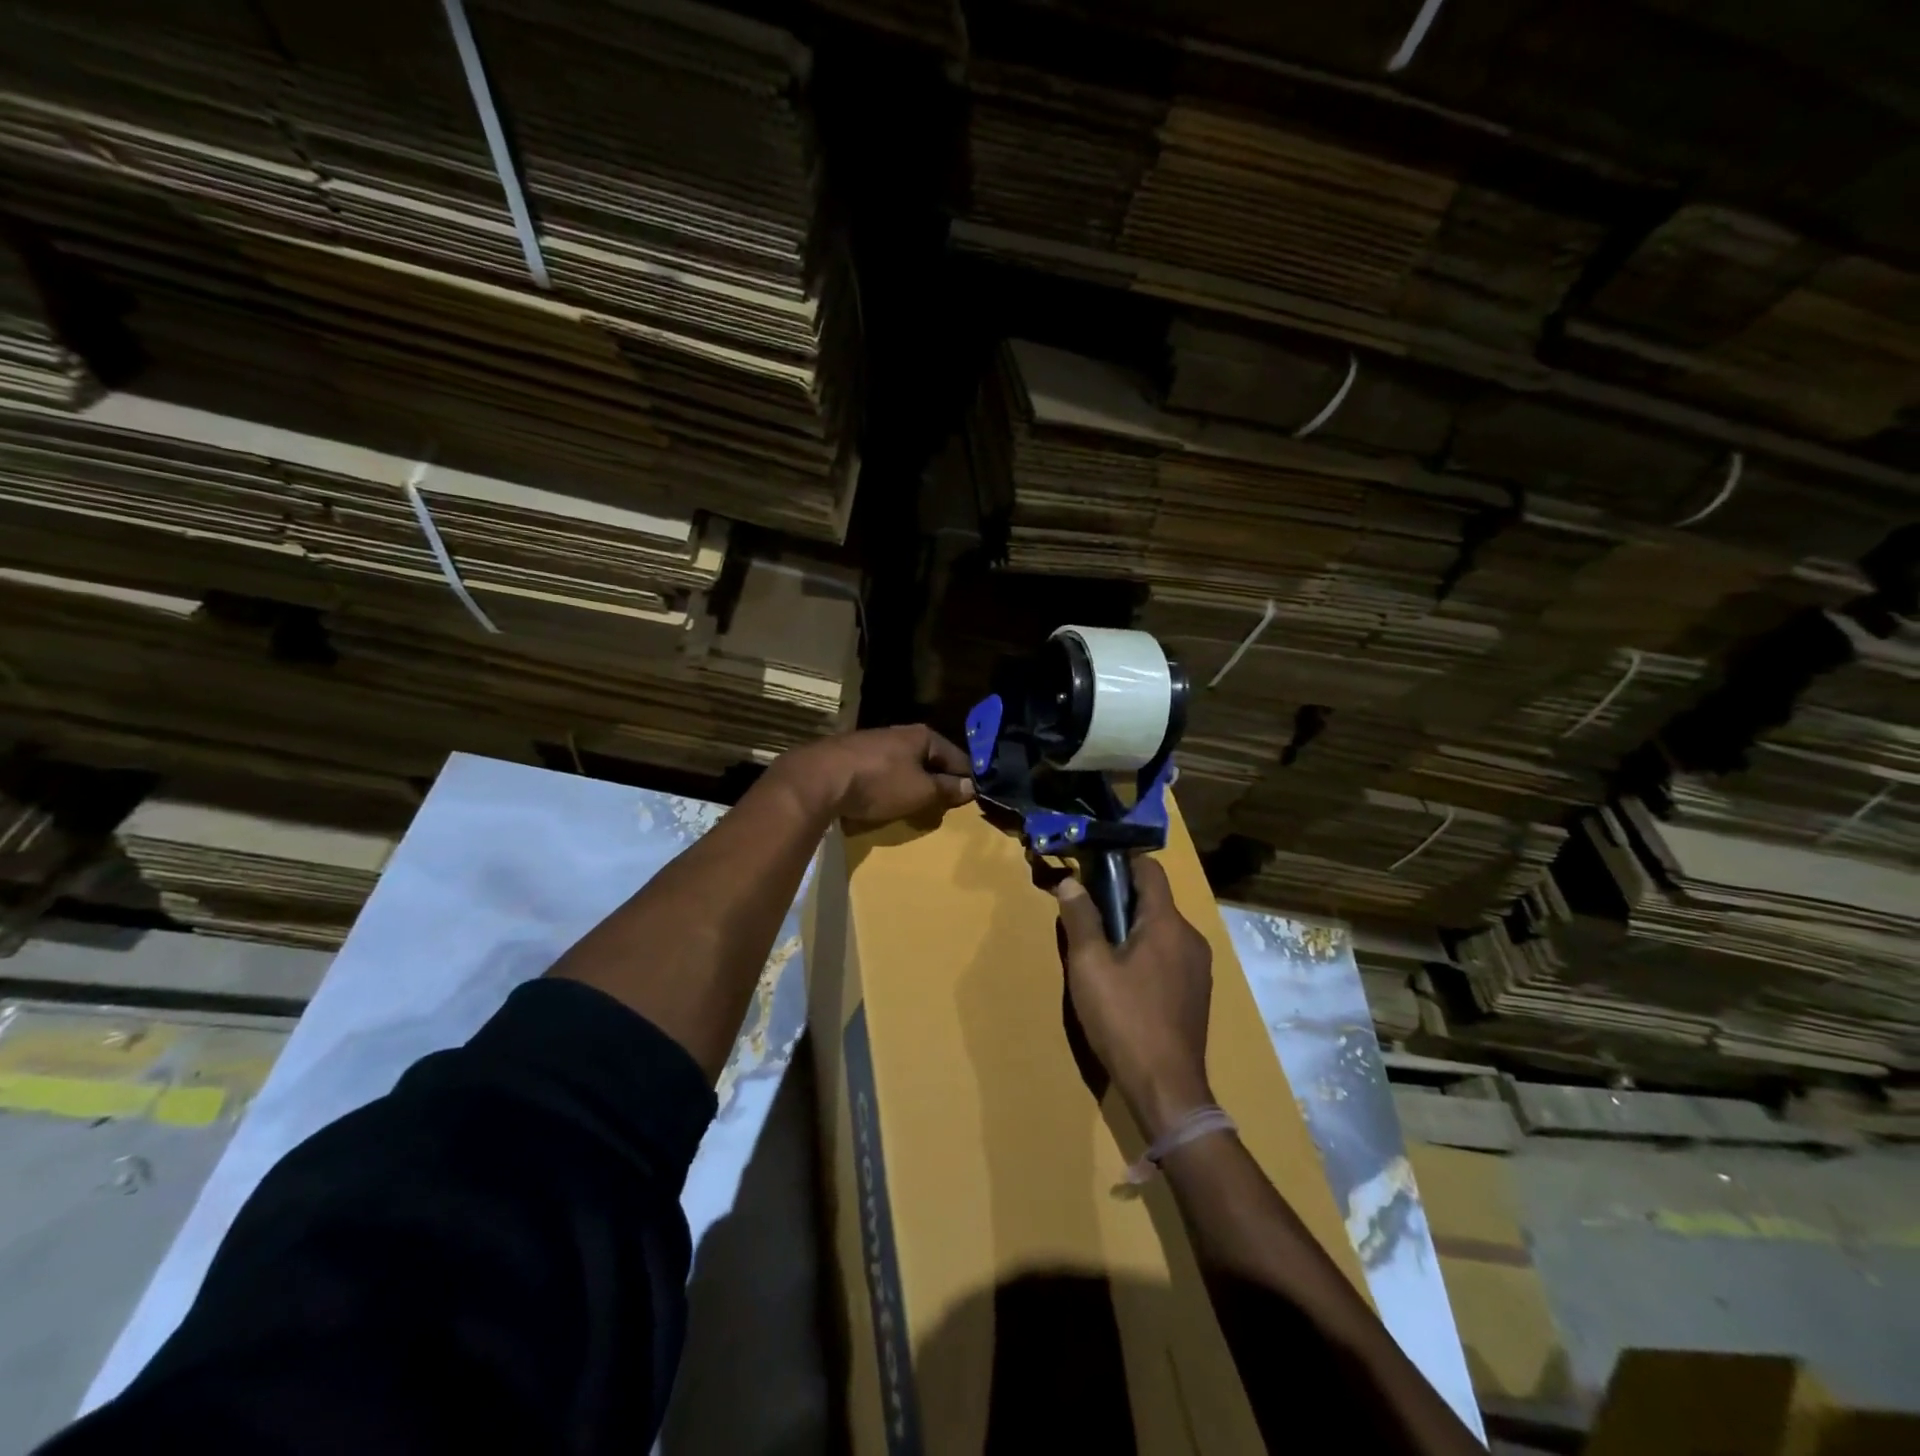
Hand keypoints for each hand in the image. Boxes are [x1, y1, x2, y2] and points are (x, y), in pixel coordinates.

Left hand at [776, 724, 975, 825]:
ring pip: (903, 765)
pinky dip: (887, 785)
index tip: (973, 798)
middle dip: (938, 780)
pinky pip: (880, 772)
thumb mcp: (921, 791)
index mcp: (922, 736)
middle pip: (928, 759)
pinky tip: (884, 799)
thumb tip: (970, 786)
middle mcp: (899, 733)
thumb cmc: (879, 783)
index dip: (966, 778)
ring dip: (911, 783)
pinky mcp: (850, 757)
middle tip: (945, 805)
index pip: (957, 757)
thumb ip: (946, 789)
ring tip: (916, 805)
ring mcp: (872, 743)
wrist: (819, 779)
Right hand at [1055, 856, 1213, 1140]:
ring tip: (1101, 952)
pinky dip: (1147, 952)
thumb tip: (1071, 882)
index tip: (1090, 870)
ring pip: (1161, 929)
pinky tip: (1125, 981)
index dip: (1120, 862)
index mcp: (1167, 923)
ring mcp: (1198, 966)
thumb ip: (1080, 919)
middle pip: (1155, 900)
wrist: (1167, 1089)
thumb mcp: (1089, 966)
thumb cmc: (1123, 1020)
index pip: (1150, 869)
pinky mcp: (1197, 991)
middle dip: (1120, 899)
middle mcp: (1190, 937)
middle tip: (1086, 915)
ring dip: (1132, 928)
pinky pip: (1169, 954)